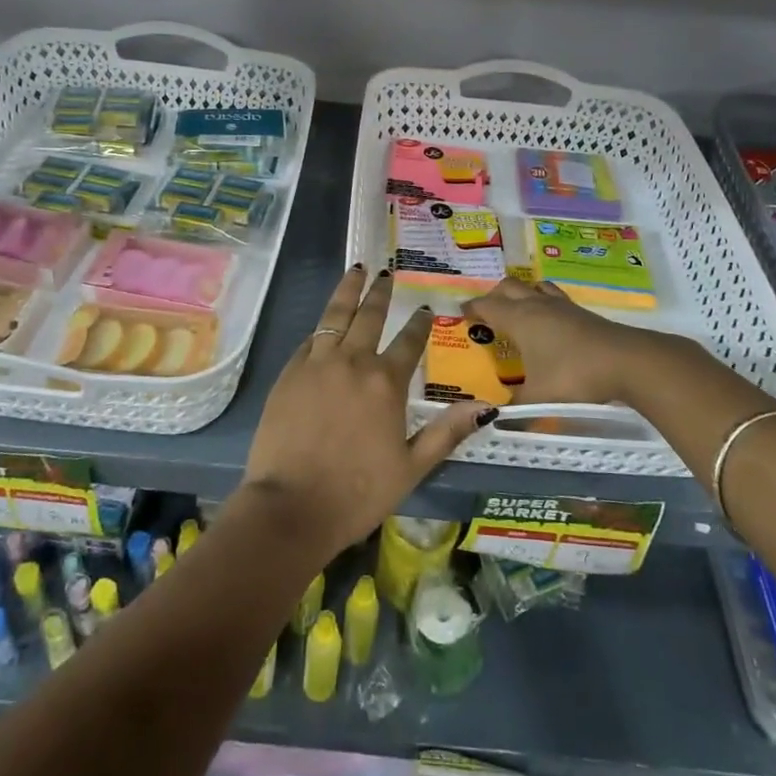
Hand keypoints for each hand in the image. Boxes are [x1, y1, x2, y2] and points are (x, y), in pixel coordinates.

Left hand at [242, 266, 492, 555]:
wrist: (291, 506)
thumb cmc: (358, 493)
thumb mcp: (412, 468)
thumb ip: (446, 433)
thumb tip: (486, 407)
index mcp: (386, 383)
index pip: (409, 342)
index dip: (419, 324)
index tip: (425, 308)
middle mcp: (353, 362)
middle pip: (369, 316)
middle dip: (381, 292)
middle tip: (387, 273)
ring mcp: (317, 364)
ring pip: (335, 315)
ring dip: (348, 290)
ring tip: (357, 269)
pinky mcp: (289, 373)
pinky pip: (310, 339)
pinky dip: (322, 326)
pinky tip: (326, 322)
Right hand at [463, 276, 710, 409]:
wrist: (627, 361)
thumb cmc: (573, 375)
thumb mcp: (539, 398)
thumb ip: (515, 409)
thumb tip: (493, 418)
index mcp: (518, 318)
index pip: (486, 305)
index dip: (471, 309)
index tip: (461, 317)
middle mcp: (536, 305)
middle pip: (508, 286)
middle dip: (494, 296)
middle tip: (488, 316)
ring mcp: (562, 306)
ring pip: (534, 287)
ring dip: (522, 294)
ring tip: (519, 312)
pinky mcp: (583, 313)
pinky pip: (554, 298)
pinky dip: (544, 304)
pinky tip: (550, 325)